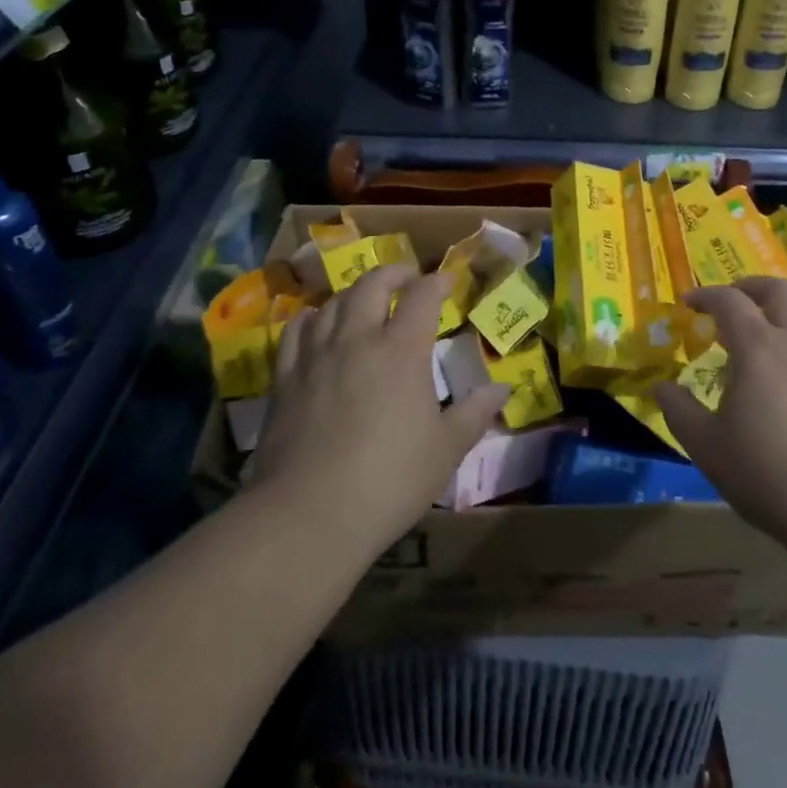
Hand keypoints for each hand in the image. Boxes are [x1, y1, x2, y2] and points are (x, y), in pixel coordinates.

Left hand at [247, 265, 507, 557]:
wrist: (309, 514)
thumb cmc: (389, 481)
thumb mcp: (445, 451)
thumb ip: (474, 414)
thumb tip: (501, 390)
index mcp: (402, 351)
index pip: (421, 297)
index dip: (436, 283)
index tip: (446, 281)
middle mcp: (358, 339)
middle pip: (372, 285)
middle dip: (393, 273)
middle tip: (406, 278)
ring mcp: (317, 355)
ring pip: (333, 302)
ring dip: (354, 293)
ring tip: (364, 300)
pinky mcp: (285, 377)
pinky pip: (296, 330)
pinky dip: (312, 317)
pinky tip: (316, 323)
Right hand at [654, 277, 786, 550]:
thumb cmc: (770, 478)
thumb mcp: (707, 448)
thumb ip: (679, 410)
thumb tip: (661, 386)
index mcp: (759, 349)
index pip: (728, 301)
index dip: (705, 296)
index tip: (691, 304)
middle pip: (778, 290)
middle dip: (751, 287)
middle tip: (735, 300)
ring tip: (780, 326)